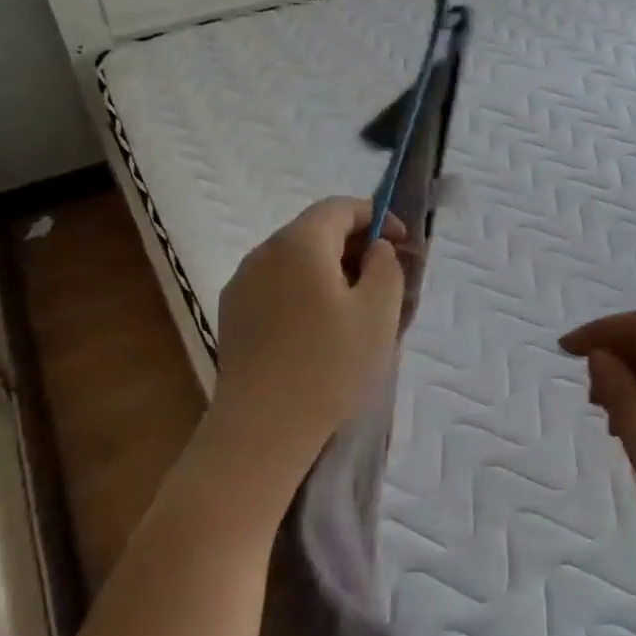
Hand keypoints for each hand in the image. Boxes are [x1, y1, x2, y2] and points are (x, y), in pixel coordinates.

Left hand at [202, 198, 406, 503]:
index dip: (376, 217)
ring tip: (355, 308)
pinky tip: (319, 330)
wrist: (261, 429)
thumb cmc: (329, 365)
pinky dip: (305, 292)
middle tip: (384, 278)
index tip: (402, 245)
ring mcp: (242, 284)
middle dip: (354, 245)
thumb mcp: (378, 312)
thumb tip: (376, 249)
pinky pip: (277, 286)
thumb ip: (386, 266)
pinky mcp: (233, 315)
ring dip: (329, 270)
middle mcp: (264, 252)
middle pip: (315, 230)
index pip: (340, 207)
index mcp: (299, 242)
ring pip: (295, 260)